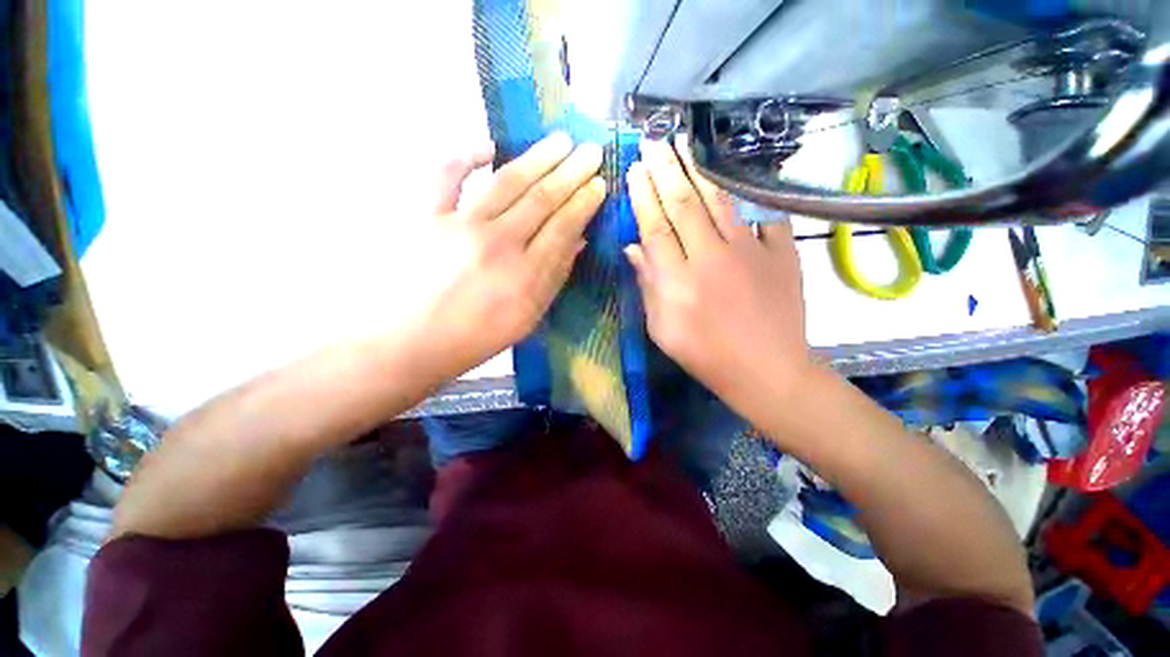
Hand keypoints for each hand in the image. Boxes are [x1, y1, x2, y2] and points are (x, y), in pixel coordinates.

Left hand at [407, 132, 604, 378]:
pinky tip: (487, 146)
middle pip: (542, 198)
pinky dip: (465, 155)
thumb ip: (554, 278)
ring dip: (538, 157)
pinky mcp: (428, 216)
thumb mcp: (528, 317)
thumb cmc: (476, 337)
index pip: (564, 226)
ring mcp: (461, 225)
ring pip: (507, 181)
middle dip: (571, 172)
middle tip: (591, 150)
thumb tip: (577, 241)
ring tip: (560, 140)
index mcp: (526, 274)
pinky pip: (447, 175)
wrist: (412, 342)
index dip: (584, 202)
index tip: (599, 183)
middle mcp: (499, 243)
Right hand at [625, 136, 809, 407]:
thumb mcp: (662, 330)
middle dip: (665, 171)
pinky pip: (761, 214)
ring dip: (698, 171)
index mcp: (679, 281)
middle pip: (684, 205)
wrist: (767, 370)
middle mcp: (711, 258)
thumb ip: (647, 286)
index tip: (634, 170)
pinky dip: (747, 194)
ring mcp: (751, 251)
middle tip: (654, 142)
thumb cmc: (706, 355)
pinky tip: (733, 177)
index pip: (655, 227)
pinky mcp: (781, 252)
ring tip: (684, 144)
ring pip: (719, 201)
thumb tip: (632, 248)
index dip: (643, 197)